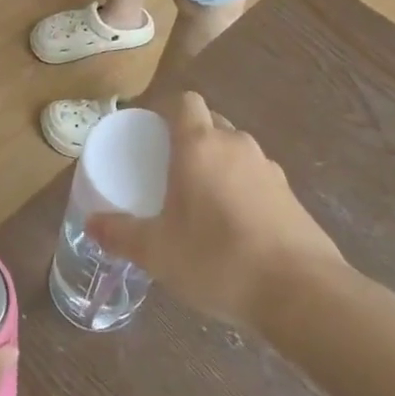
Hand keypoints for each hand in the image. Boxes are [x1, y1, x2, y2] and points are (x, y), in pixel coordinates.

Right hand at [88, 92, 345, 329]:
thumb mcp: (157, 252)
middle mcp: (236, 146)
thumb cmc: (218, 259)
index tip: (149, 135)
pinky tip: (233, 227)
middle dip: (190, 138)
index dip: (166, 111)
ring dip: (218, 165)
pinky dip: (242, 190)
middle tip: (168, 171)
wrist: (303, 294)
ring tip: (200, 201)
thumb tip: (92, 224)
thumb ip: (121, 235)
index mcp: (200, 145)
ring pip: (235, 151)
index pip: (184, 102)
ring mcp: (270, 169)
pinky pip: (256, 178)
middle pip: (210, 123)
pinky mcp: (292, 197)